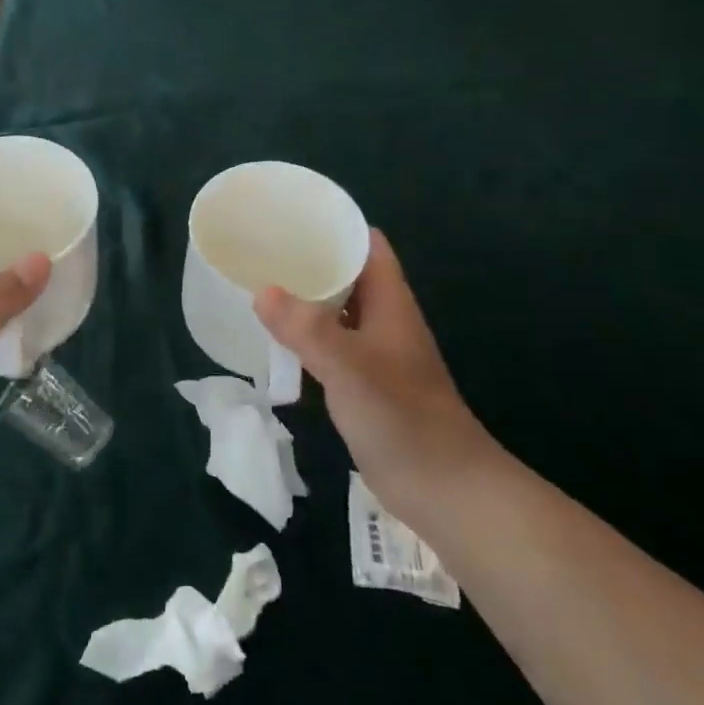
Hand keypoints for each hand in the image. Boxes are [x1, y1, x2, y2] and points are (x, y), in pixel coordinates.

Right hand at [256, 230, 494, 517]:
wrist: (444, 488)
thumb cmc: (403, 418)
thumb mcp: (350, 368)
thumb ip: (307, 329)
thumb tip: (262, 292)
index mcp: (390, 303)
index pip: (367, 245)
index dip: (335, 225)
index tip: (291, 216)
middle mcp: (383, 320)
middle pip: (347, 274)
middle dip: (309, 260)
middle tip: (261, 249)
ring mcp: (375, 353)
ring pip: (336, 311)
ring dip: (304, 299)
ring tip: (259, 285)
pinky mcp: (364, 383)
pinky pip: (329, 345)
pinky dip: (304, 336)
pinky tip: (276, 340)